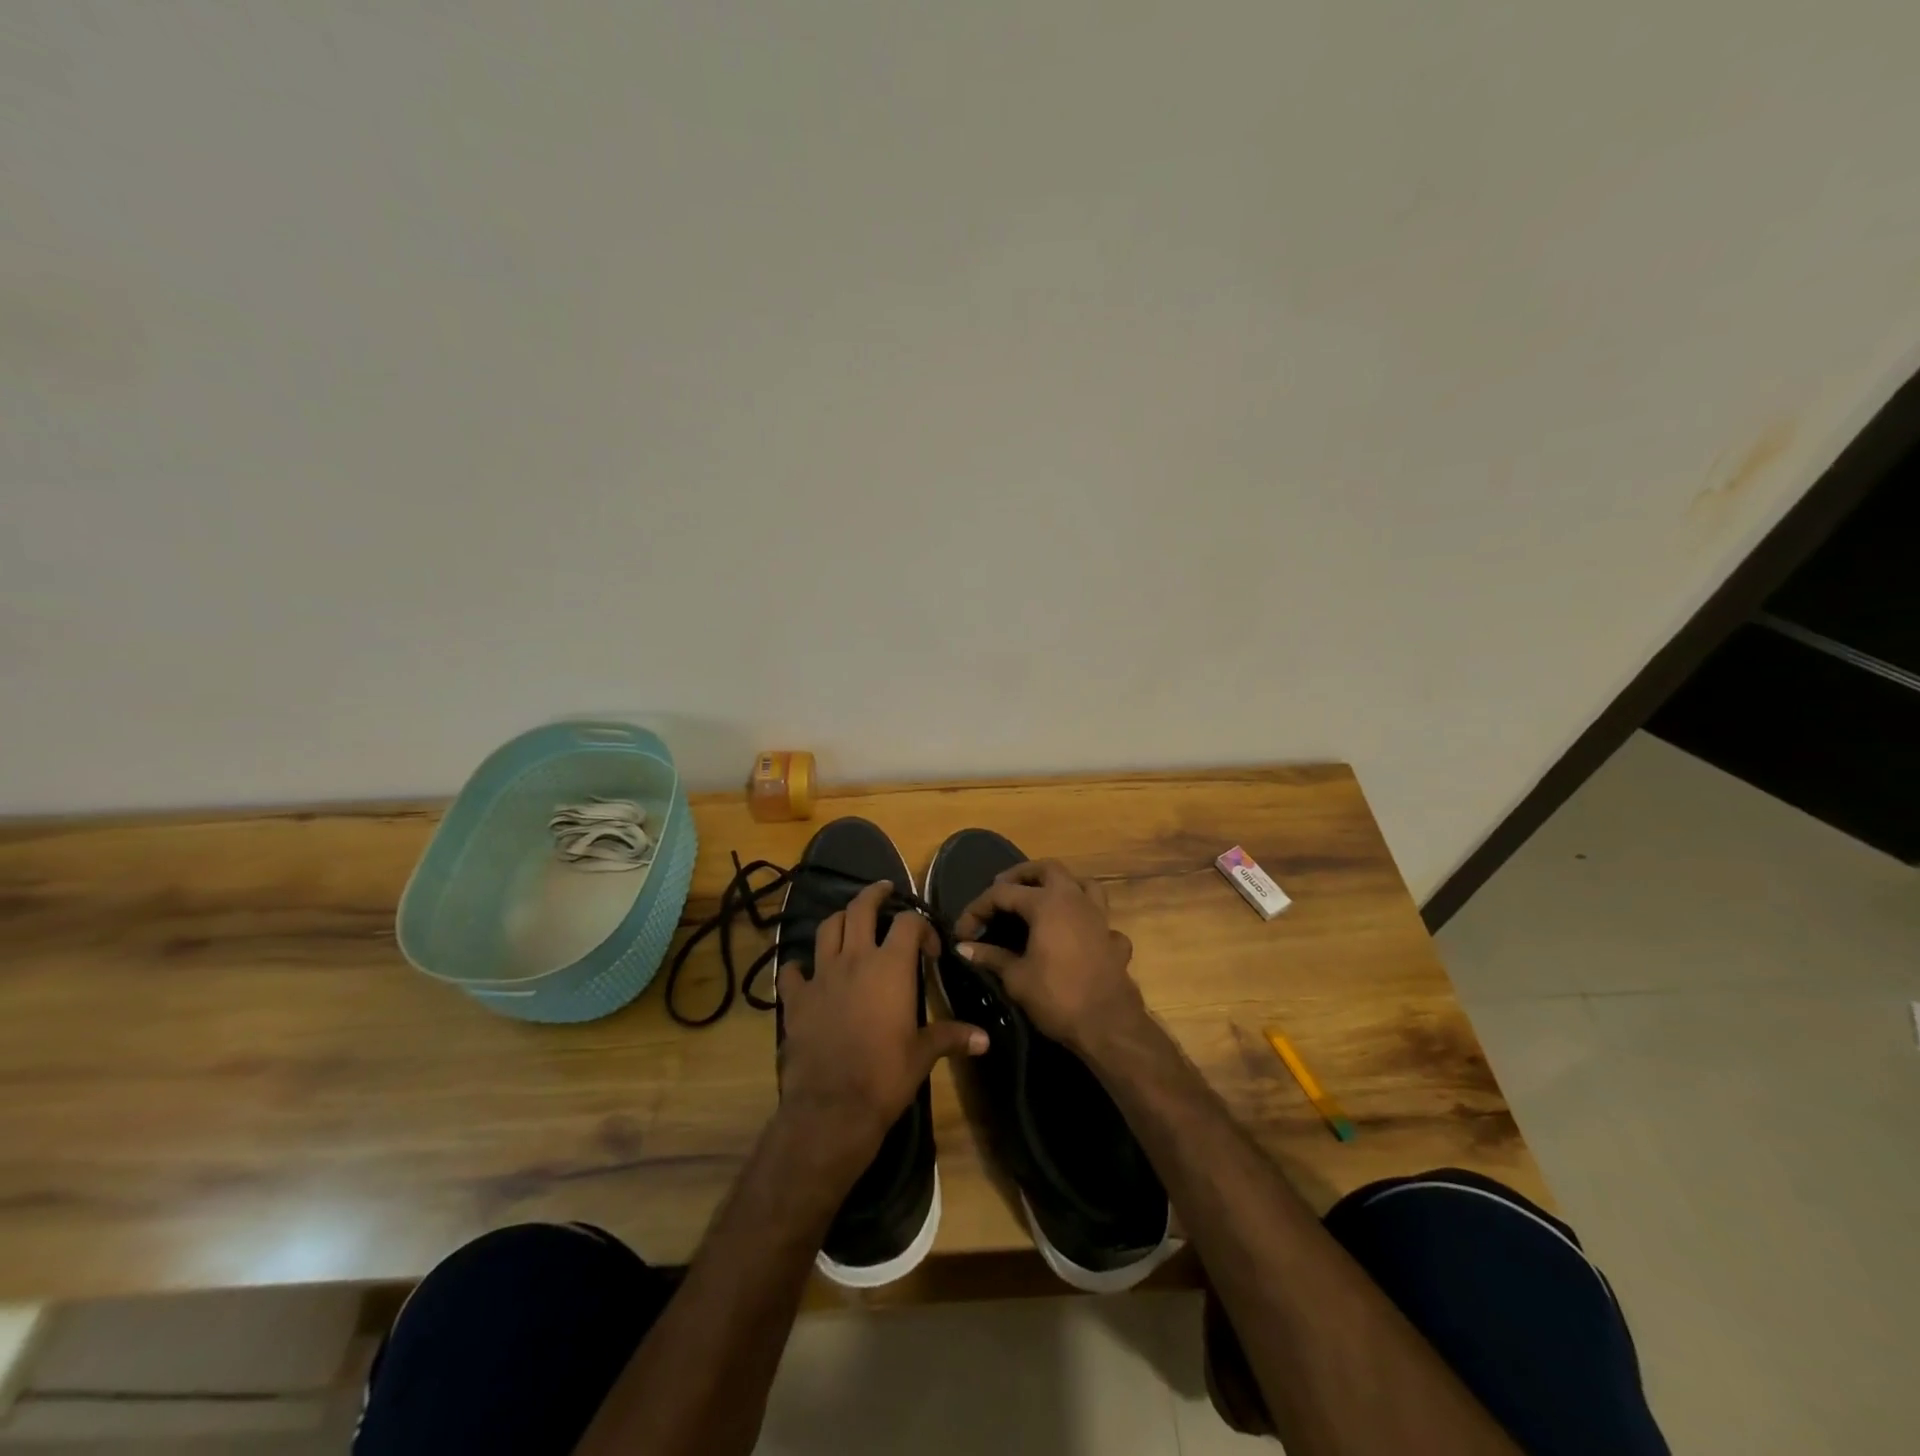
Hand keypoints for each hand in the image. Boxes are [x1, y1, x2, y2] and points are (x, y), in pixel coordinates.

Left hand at [777, 880, 986, 1172]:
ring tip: (848, 922)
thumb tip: (985, 1039)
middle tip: (883, 890)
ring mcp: (821, 976)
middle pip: (860, 909)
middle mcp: (855, 959)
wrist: (832, 1107)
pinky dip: (800, 966)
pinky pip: (793, 971)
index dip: (922, 926)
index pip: (909, 923)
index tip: (930, 949)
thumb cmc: (885, 1075)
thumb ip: (951, 1037)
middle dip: (873, 895)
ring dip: (839, 920)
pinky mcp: (796, 999)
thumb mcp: (923, 1055)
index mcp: (890, 967)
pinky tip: (805, 972)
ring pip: (826, 929)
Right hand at [952, 860, 1147, 1053]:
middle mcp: (1075, 899)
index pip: (1003, 893)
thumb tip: (963, 947)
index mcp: (1046, 903)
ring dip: (1061, 885)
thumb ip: (990, 957)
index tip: (963, 931)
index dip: (978, 909)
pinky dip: (1086, 919)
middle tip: (1002, 889)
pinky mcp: (1114, 938)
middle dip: (1022, 874)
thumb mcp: (1016, 978)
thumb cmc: (1057, 997)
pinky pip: (1099, 917)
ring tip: (1042, 898)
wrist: (1108, 1026)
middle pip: (1048, 869)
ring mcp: (1099, 917)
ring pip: (1082, 883)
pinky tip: (1077, 934)